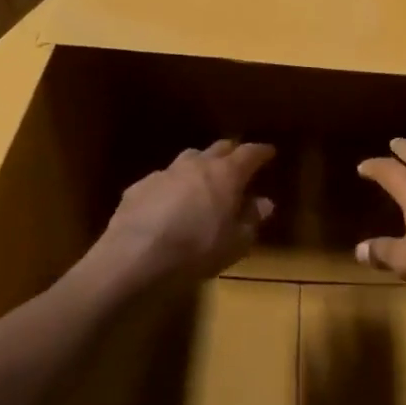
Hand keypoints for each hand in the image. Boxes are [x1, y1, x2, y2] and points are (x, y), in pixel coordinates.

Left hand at [90, 140, 275, 291]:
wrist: (137, 256)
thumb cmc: (197, 250)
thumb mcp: (235, 243)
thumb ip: (251, 219)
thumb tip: (264, 203)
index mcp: (226, 174)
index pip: (249, 154)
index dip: (260, 152)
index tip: (268, 152)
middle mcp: (196, 165)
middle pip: (218, 148)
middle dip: (230, 153)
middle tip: (237, 163)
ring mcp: (165, 173)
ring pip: (188, 159)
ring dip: (199, 166)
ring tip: (203, 180)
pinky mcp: (139, 186)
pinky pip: (162, 180)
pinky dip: (172, 186)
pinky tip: (168, 204)